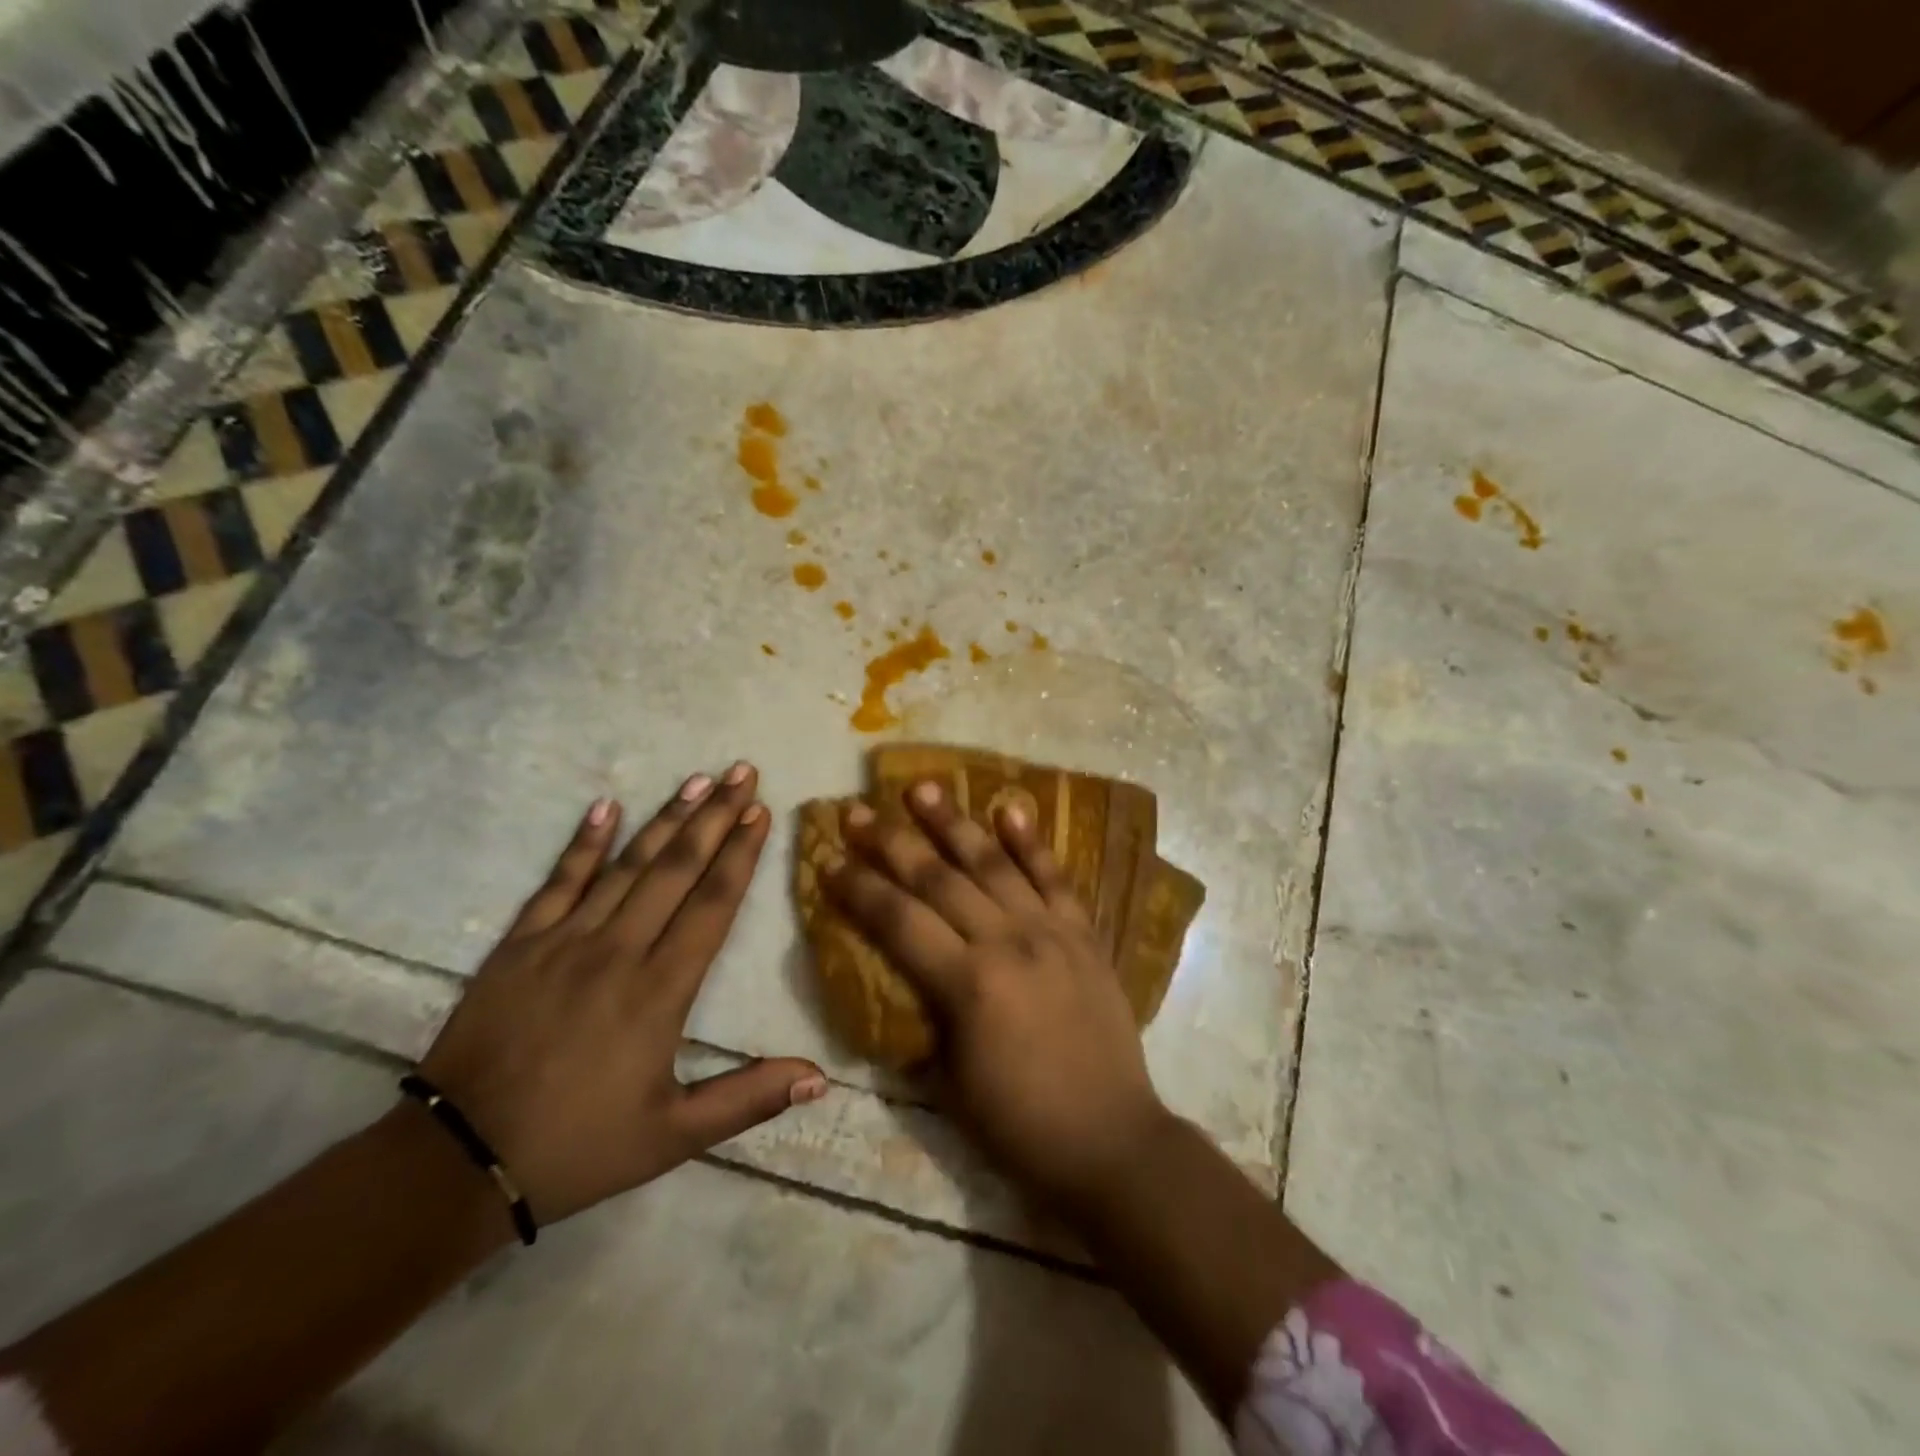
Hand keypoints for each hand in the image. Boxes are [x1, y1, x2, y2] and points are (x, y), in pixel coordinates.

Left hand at [417, 763, 825, 1226]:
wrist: (457, 1162)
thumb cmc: (578, 1147)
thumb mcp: (673, 1136)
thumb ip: (749, 1099)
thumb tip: (820, 1076)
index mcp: (660, 990)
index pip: (712, 904)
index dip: (740, 854)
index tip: (761, 811)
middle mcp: (618, 950)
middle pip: (676, 869)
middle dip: (715, 816)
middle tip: (741, 772)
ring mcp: (564, 941)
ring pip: (626, 865)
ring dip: (665, 818)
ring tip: (697, 779)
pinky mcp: (520, 945)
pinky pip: (558, 882)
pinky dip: (583, 843)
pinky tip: (604, 807)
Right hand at [823, 782, 1176, 1212]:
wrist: (1110, 1141)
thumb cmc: (1018, 1124)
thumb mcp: (948, 1079)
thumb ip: (924, 1015)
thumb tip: (903, 972)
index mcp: (968, 985)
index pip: (899, 921)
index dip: (860, 889)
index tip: (830, 859)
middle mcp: (1007, 943)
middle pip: (939, 879)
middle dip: (893, 843)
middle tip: (860, 811)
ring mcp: (1051, 932)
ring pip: (993, 864)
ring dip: (954, 824)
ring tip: (924, 788)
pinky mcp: (1084, 934)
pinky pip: (1055, 877)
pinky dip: (1032, 842)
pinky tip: (1010, 808)